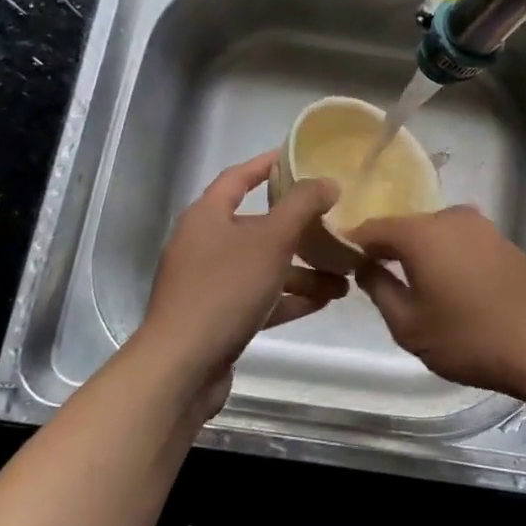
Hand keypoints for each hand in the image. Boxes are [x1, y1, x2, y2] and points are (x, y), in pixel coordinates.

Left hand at [132, 151, 346, 417]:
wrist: (181, 368)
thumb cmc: (225, 290)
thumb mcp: (271, 240)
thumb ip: (302, 206)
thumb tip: (327, 182)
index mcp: (207, 216)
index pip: (238, 177)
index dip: (267, 164)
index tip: (298, 157)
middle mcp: (204, 244)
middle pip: (258, 225)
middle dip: (300, 230)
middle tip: (336, 226)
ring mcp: (209, 283)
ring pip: (263, 265)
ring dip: (302, 269)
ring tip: (344, 276)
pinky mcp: (217, 317)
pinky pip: (260, 297)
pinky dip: (289, 297)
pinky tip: (324, 301)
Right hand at [353, 205, 525, 397]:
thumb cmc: (469, 337)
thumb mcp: (409, 325)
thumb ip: (378, 289)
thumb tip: (364, 266)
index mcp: (421, 232)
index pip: (372, 228)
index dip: (352, 244)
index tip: (338, 264)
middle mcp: (451, 217)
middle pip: (405, 227)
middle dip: (387, 249)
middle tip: (373, 280)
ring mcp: (481, 226)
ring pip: (434, 234)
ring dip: (419, 253)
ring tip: (412, 287)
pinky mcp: (502, 240)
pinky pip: (459, 241)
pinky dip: (445, 256)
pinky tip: (448, 285)